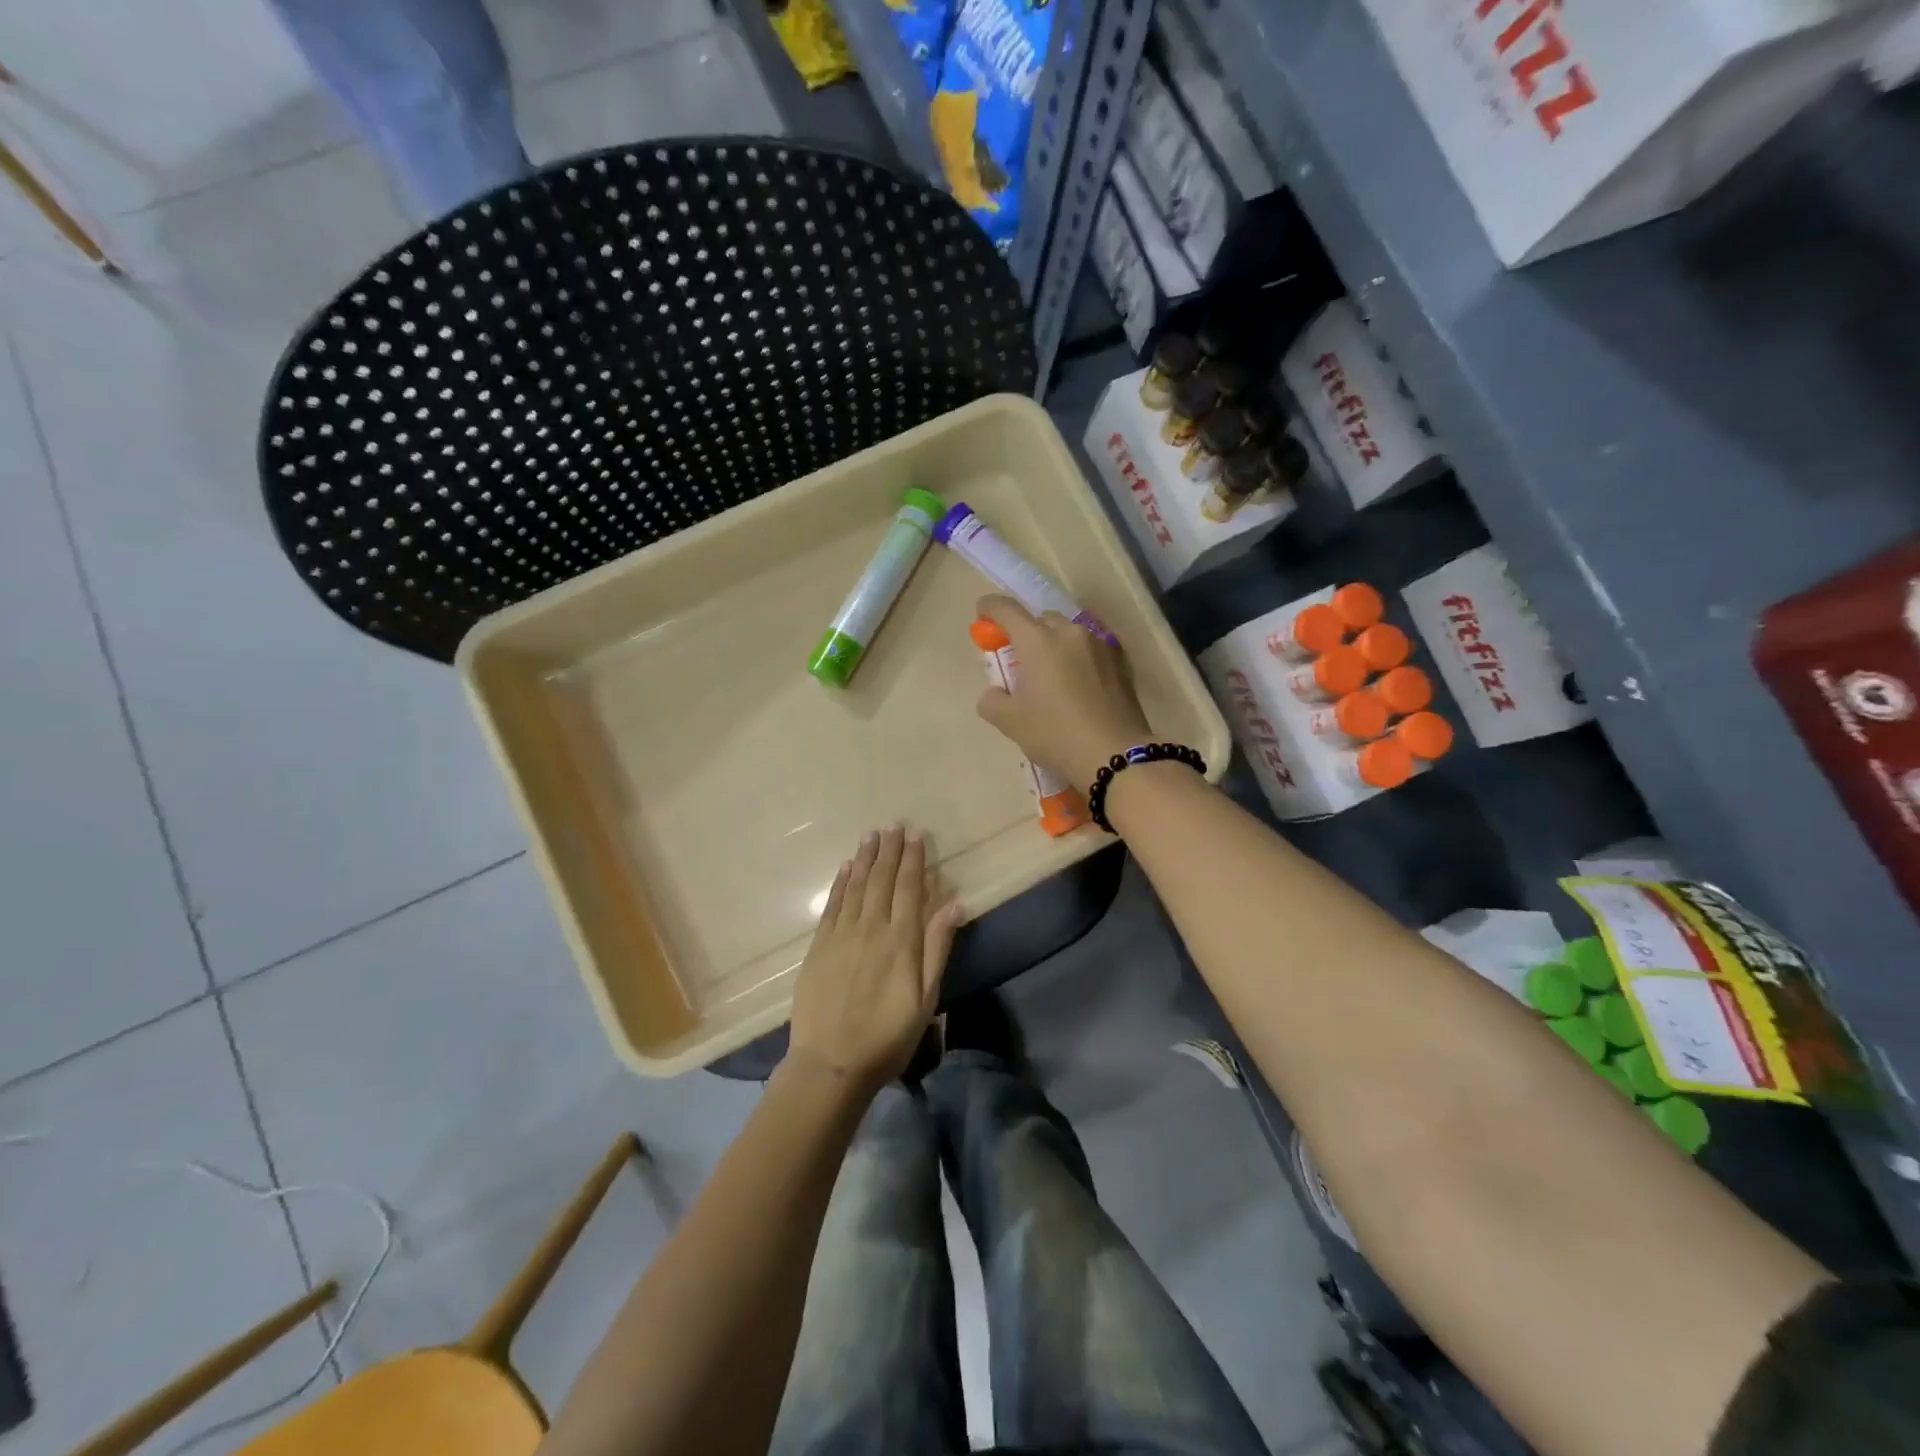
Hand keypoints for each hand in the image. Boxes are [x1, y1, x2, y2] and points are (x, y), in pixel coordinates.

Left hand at [788, 824, 960, 1092]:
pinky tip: (845, 868)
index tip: (916, 836)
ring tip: (871, 835)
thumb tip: (955, 905)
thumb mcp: (925, 999)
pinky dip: (840, 883)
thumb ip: (938, 949)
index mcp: (901, 941)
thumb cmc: (887, 1037)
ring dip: (864, 858)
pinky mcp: (819, 946)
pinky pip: (832, 905)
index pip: (908, 888)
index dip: (913, 860)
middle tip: (893, 825)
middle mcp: (871, 928)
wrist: (830, 1063)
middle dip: (889, 850)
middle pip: (881, 880)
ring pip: (855, 886)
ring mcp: (841, 935)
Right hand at [974, 594, 1152, 788]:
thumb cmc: (1055, 733)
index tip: (982, 615)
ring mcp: (1099, 645)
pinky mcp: (1120, 663)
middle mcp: (1069, 633)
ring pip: (1069, 634)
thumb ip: (992, 701)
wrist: (1115, 755)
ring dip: (1055, 646)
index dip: (990, 608)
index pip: (1007, 610)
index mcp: (1037, 640)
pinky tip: (1078, 686)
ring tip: (1051, 676)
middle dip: (1026, 633)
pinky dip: (1078, 660)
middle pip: (1041, 620)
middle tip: (1019, 660)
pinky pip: (1090, 652)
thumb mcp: (1010, 722)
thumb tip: (994, 693)